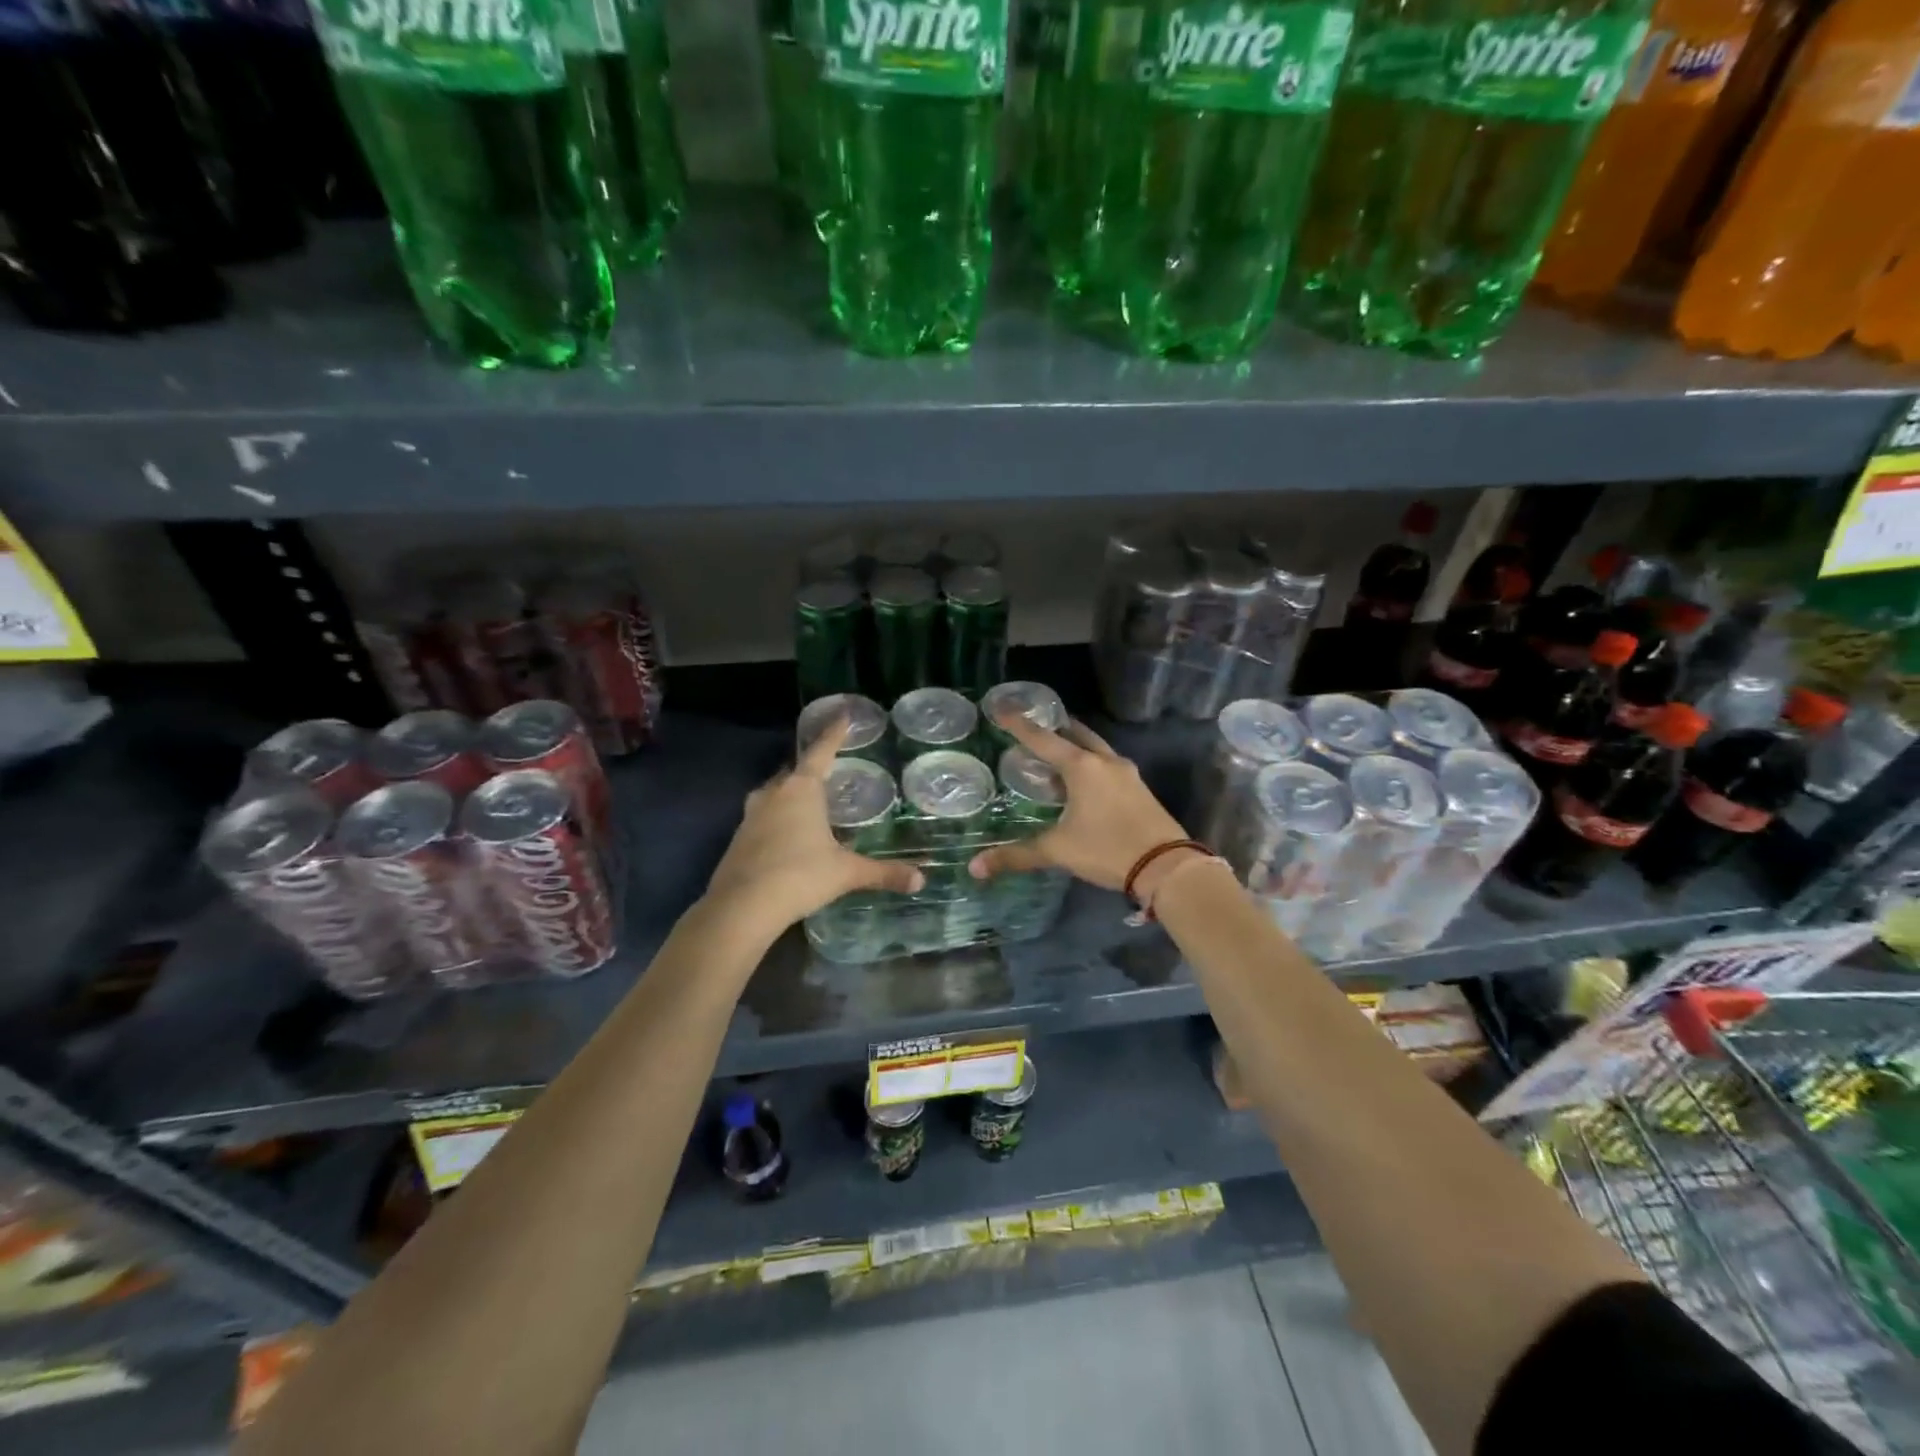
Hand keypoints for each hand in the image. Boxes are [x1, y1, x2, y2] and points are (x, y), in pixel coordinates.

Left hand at [705, 716, 924, 931]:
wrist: (741, 907)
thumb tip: (920, 881)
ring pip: (774, 793)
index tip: (843, 715)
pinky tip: (789, 835)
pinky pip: (763, 816)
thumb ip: (883, 873)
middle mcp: (773, 794)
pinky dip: (778, 817)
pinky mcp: (738, 839)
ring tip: (810, 801)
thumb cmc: (799, 876)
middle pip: (794, 771)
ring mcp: (750, 815)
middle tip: (830, 768)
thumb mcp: (846, 872)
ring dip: (791, 793)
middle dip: (811, 767)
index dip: (834, 733)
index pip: (821, 751)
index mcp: (801, 790)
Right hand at [968, 713, 1187, 893]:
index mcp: (1082, 767)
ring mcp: (1127, 774)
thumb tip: (976, 867)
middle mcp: (1105, 762)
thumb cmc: (1107, 849)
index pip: (1042, 739)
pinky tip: (1082, 781)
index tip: (1000, 706)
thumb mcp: (1058, 851)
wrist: (1166, 866)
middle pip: (1076, 733)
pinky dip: (1090, 764)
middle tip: (1033, 726)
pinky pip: (1108, 765)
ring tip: (1055, 752)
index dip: (1018, 724)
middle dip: (1054, 727)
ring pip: (1095, 748)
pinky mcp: (1139, 789)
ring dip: (1075, 745)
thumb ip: (1017, 855)